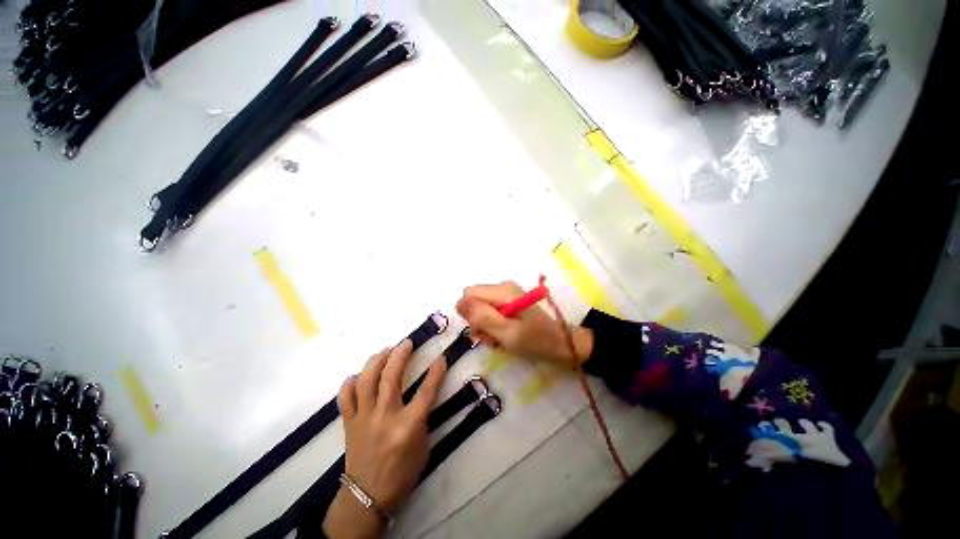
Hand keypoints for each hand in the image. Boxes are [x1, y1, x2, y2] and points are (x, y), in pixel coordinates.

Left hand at [322, 341, 446, 538]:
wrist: (367, 496)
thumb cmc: (402, 473)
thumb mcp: (423, 446)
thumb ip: (423, 417)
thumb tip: (422, 395)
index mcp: (408, 425)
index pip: (426, 391)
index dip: (436, 372)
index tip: (441, 357)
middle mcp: (385, 416)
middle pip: (392, 377)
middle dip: (400, 355)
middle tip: (406, 343)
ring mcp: (364, 418)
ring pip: (367, 380)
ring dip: (376, 361)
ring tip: (385, 350)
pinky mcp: (349, 422)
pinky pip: (346, 397)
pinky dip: (350, 383)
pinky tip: (358, 375)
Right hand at [456, 281, 592, 366]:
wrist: (562, 344)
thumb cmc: (535, 340)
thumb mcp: (506, 332)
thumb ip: (481, 316)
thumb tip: (458, 303)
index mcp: (502, 291)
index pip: (468, 294)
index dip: (470, 314)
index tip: (482, 331)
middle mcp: (503, 287)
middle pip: (475, 301)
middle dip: (479, 322)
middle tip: (493, 339)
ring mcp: (507, 295)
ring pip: (482, 309)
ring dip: (486, 327)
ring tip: (500, 341)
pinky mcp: (511, 303)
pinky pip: (492, 312)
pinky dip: (495, 326)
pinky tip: (505, 337)